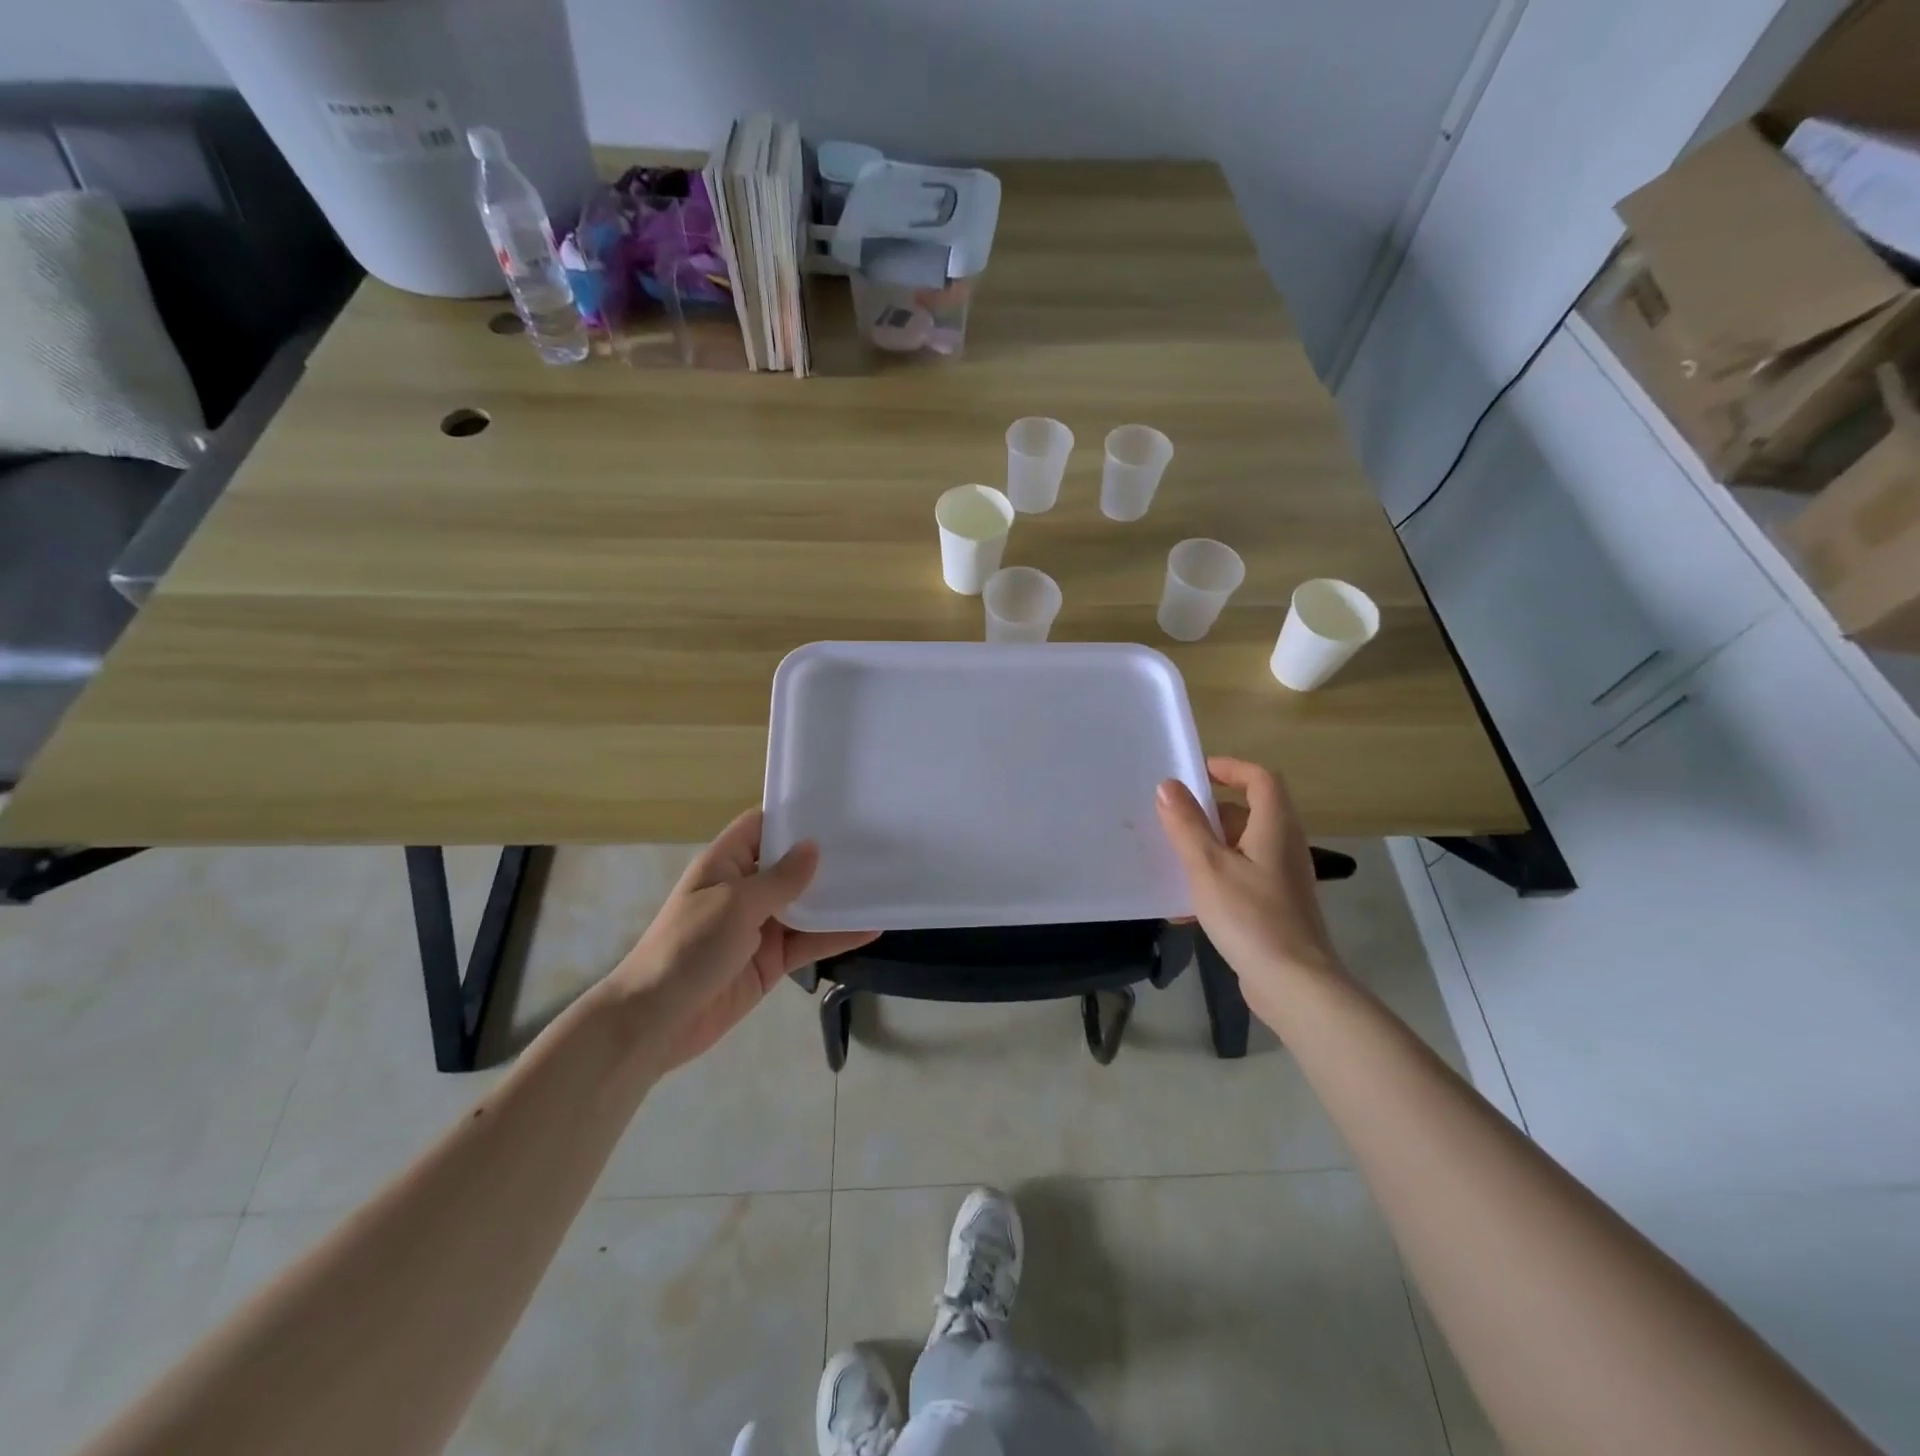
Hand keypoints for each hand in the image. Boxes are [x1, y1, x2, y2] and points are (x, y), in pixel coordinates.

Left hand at [611, 809, 877, 1070]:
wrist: (657, 1021)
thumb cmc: (689, 947)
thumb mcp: (735, 904)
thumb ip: (779, 879)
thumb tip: (813, 848)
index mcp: (725, 863)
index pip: (761, 827)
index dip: (793, 815)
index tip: (836, 807)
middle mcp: (745, 889)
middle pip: (789, 864)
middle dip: (825, 856)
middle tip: (875, 840)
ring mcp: (760, 926)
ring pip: (806, 905)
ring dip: (837, 897)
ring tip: (881, 881)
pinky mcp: (772, 961)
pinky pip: (810, 942)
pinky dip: (838, 936)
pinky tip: (872, 927)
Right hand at [1155, 758, 1345, 1024]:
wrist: (1293, 984)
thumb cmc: (1250, 917)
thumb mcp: (1208, 866)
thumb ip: (1186, 824)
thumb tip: (1169, 786)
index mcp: (1275, 828)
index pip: (1262, 780)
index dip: (1231, 769)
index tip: (1197, 773)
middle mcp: (1285, 847)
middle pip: (1252, 812)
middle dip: (1212, 811)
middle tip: (1175, 819)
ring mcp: (1284, 880)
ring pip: (1245, 846)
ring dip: (1212, 845)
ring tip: (1175, 858)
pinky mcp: (1278, 907)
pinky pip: (1245, 876)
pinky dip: (1219, 876)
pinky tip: (1189, 902)